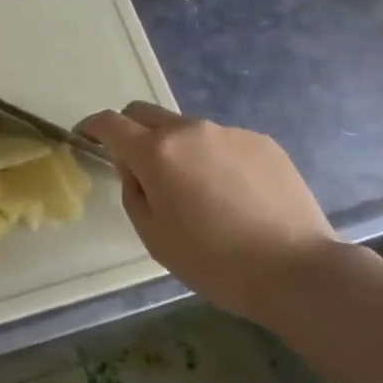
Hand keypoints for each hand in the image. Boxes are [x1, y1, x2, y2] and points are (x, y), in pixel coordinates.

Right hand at [78, 104, 335, 320]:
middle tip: (139, 167)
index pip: (111, 123)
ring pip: (186, 129)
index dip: (91, 126)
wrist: (297, 270)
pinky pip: (223, 142)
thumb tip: (137, 171)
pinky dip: (214, 159)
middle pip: (145, 112)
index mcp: (156, 153)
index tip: (85, 136)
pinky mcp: (261, 141)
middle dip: (131, 131)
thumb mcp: (155, 238)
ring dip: (176, 148)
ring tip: (198, 192)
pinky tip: (234, 196)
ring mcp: (228, 132)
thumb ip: (134, 194)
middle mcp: (189, 130)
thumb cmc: (216, 262)